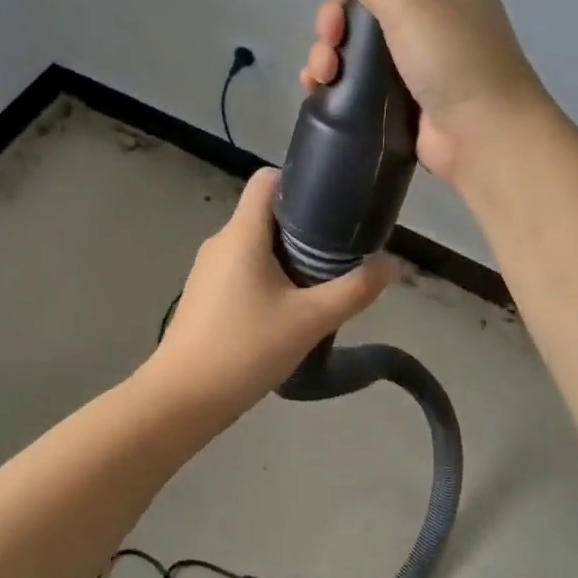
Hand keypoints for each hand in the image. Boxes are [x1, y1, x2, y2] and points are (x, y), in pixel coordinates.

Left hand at [146, 167, 396, 417]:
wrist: (183, 398)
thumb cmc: (246, 349)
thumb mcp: (310, 320)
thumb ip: (356, 290)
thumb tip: (395, 265)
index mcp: (242, 233)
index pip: (267, 179)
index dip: (300, 181)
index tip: (333, 205)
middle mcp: (221, 241)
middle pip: (266, 213)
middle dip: (305, 226)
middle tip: (340, 251)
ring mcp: (208, 269)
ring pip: (255, 244)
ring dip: (288, 255)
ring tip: (320, 282)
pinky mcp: (204, 294)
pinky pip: (242, 269)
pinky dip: (268, 276)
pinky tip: (289, 308)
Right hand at [300, 0, 553, 188]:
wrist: (483, 137)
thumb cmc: (453, 58)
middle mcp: (434, 17)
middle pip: (366, 6)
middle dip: (336, 22)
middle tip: (329, 41)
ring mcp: (417, 62)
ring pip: (356, 46)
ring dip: (329, 53)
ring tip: (321, 74)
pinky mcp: (401, 100)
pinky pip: (358, 82)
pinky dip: (334, 82)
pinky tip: (317, 88)